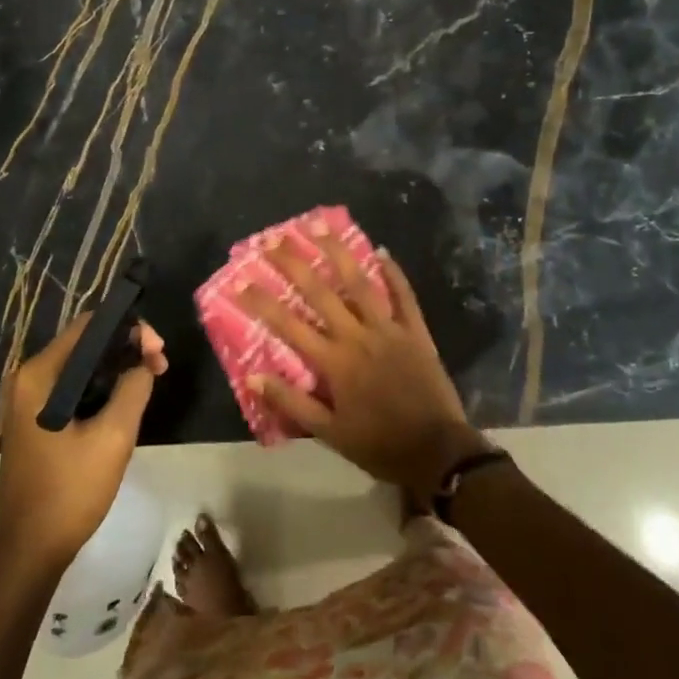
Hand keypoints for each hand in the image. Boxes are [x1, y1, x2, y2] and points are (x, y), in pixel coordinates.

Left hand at [0, 317, 166, 575]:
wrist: (29, 552)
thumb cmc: (70, 492)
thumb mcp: (113, 437)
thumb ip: (133, 388)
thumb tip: (144, 361)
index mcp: (39, 375)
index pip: (89, 326)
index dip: (129, 329)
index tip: (158, 351)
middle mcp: (27, 378)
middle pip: (85, 344)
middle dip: (126, 348)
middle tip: (159, 367)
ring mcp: (27, 400)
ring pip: (80, 367)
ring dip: (115, 369)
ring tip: (148, 381)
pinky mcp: (34, 420)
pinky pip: (72, 388)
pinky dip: (99, 388)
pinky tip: (123, 402)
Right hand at [240, 233, 491, 502]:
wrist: (437, 452)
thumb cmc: (379, 445)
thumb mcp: (329, 433)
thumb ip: (292, 402)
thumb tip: (254, 377)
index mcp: (334, 362)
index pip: (289, 325)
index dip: (263, 302)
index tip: (241, 280)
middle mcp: (357, 336)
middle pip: (320, 293)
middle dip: (294, 264)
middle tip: (274, 239)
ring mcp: (389, 329)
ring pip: (360, 283)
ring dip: (338, 252)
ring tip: (321, 225)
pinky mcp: (415, 331)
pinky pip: (404, 296)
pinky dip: (393, 273)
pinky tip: (381, 251)